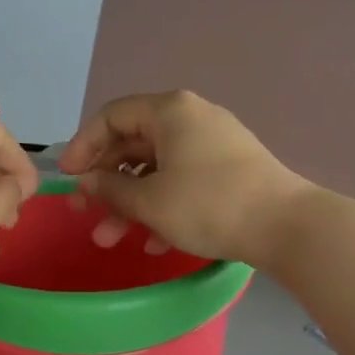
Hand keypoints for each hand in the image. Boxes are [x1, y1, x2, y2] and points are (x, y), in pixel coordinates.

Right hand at [57, 91, 311, 266]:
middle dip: (106, 183)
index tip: (68, 178)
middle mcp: (190, 118)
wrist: (287, 227)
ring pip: (157, 169)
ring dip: (130, 203)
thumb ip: (109, 188)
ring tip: (110, 239)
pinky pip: (183, 181)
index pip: (111, 116)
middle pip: (133, 144)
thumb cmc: (209, 204)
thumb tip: (86, 181)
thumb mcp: (150, 200)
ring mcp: (213, 144)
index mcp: (169, 111)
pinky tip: (153, 242)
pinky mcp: (229, 170)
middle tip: (85, 213)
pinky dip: (162, 206)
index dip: (83, 146)